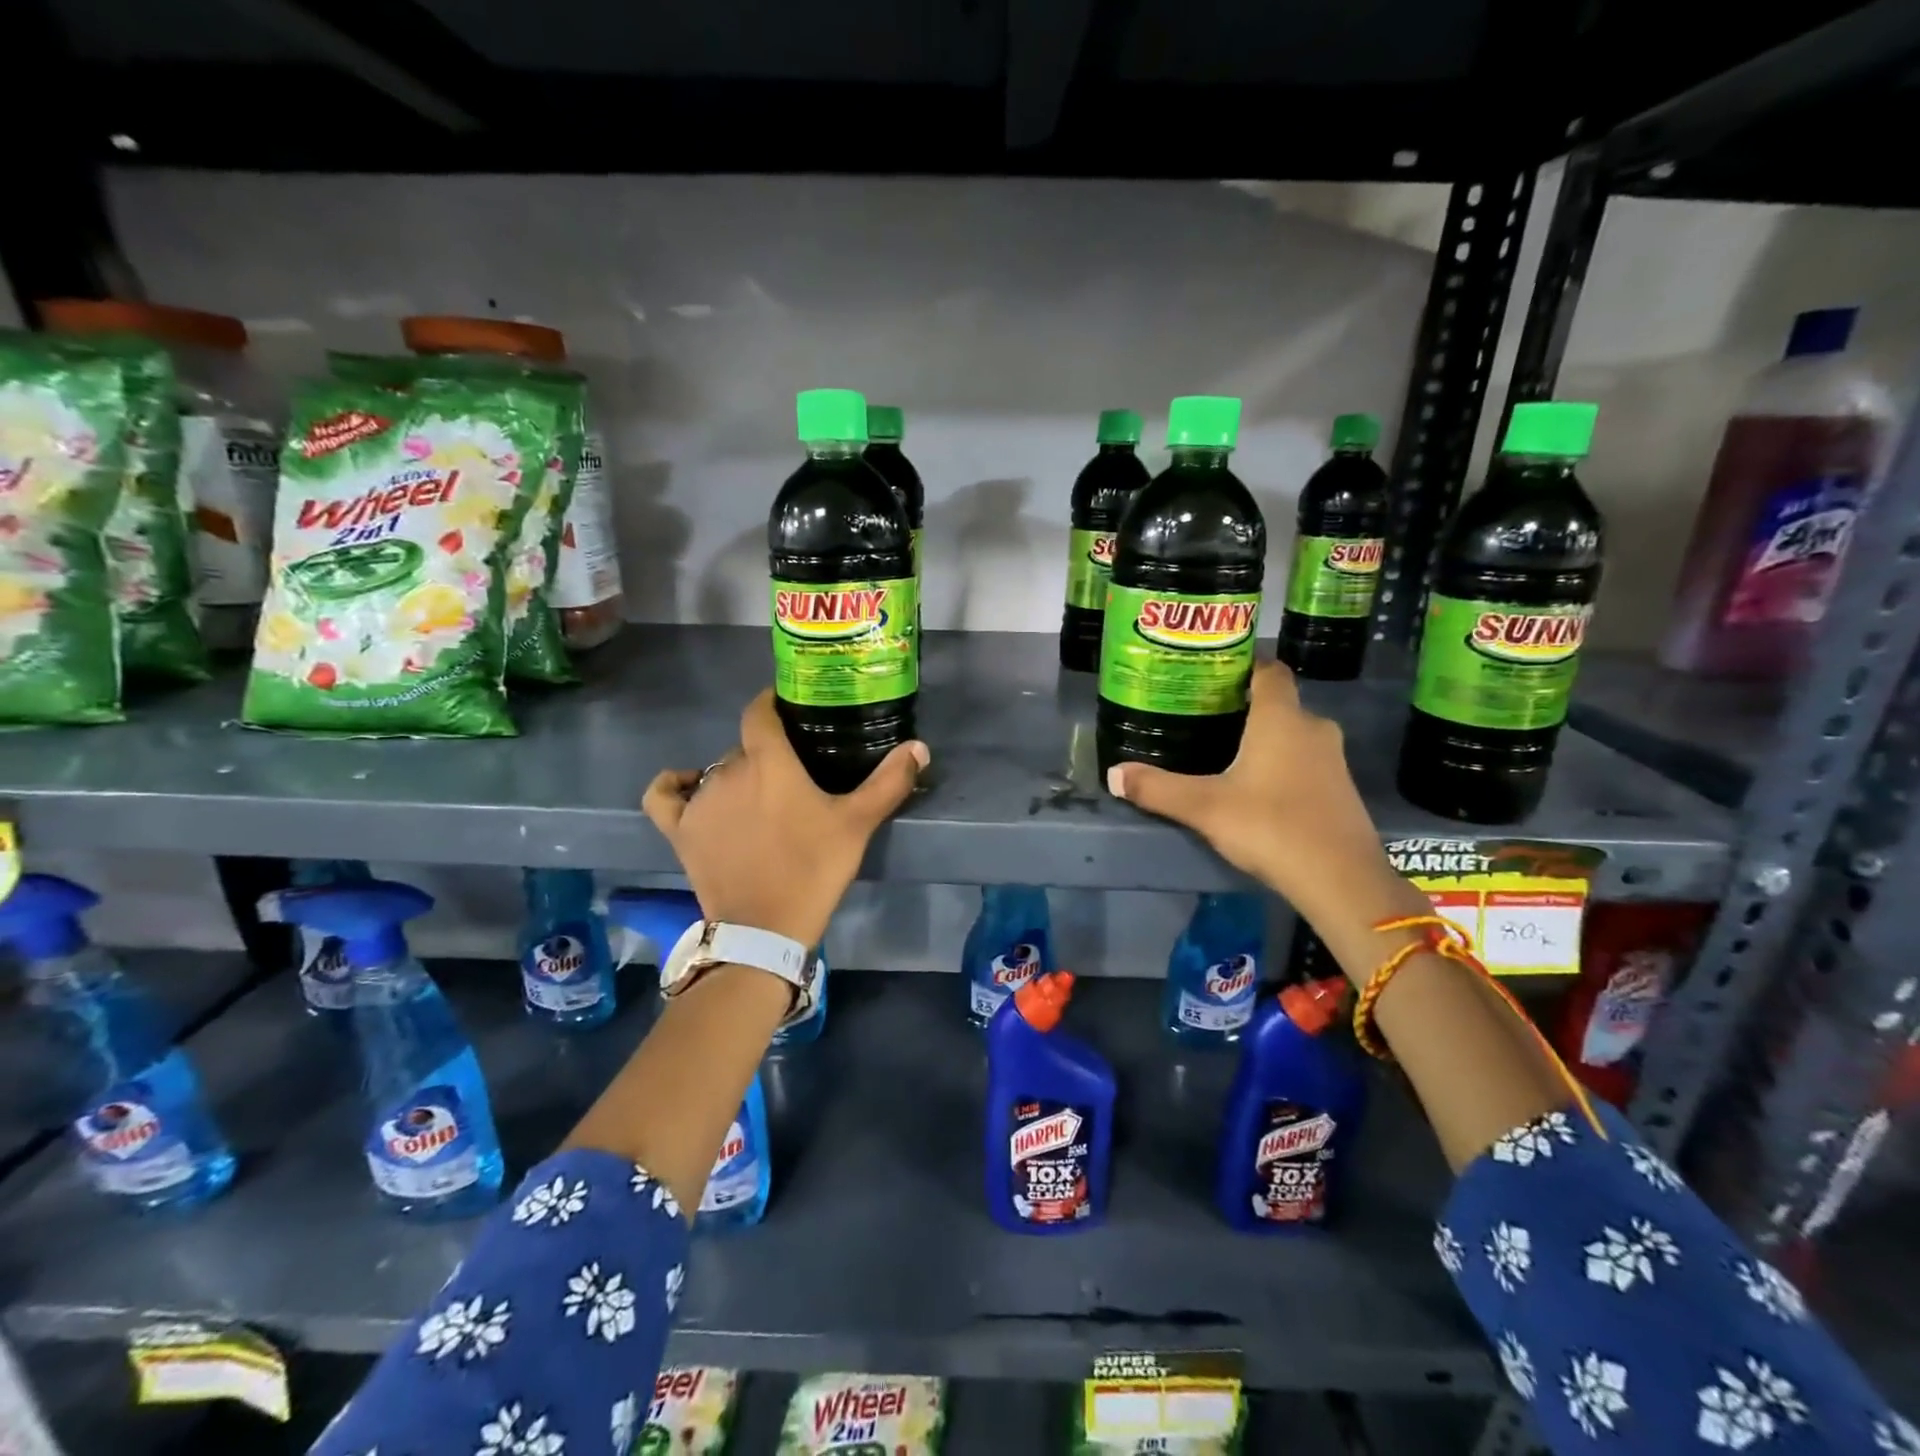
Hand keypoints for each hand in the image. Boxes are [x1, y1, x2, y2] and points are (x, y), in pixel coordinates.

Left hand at [642, 688, 927, 946]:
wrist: (765, 928)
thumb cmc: (813, 869)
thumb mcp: (857, 824)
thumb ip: (889, 782)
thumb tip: (919, 747)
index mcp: (768, 762)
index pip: (759, 712)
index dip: (771, 703)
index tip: (789, 708)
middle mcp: (726, 771)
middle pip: (744, 747)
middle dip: (766, 754)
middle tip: (792, 775)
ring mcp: (698, 801)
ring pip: (715, 771)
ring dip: (735, 777)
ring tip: (759, 799)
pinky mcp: (679, 830)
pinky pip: (665, 796)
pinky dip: (675, 785)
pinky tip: (688, 785)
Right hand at [1106, 661, 1406, 930]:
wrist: (1341, 880)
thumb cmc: (1271, 826)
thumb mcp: (1204, 808)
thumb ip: (1157, 788)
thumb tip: (1113, 774)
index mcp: (1281, 718)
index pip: (1269, 670)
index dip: (1243, 665)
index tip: (1212, 675)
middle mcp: (1313, 728)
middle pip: (1278, 703)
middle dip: (1244, 707)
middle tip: (1204, 718)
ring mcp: (1333, 759)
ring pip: (1293, 734)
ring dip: (1264, 738)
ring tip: (1224, 752)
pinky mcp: (1341, 789)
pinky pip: (1305, 761)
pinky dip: (1282, 764)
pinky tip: (1257, 789)